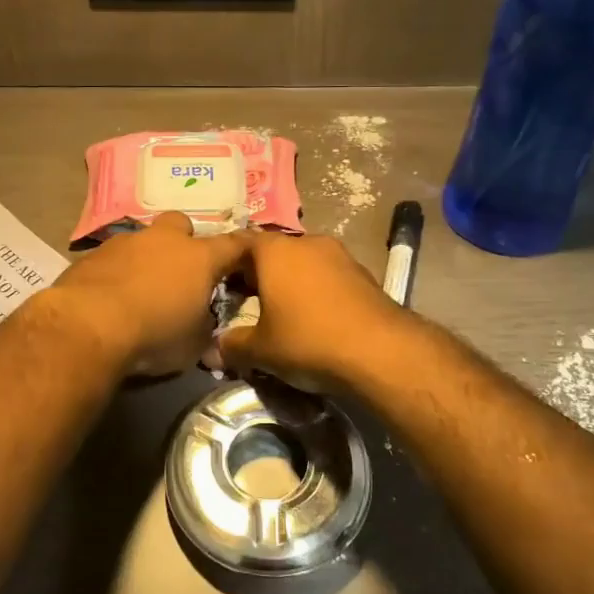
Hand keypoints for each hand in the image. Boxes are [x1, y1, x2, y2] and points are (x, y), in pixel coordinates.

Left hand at [45, 213, 252, 375]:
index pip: (233, 245)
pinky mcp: (92, 254)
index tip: (247, 256)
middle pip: (181, 225)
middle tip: (180, 271)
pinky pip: (112, 257)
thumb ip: (203, 326)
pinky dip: (116, 271)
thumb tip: (202, 323)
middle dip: (183, 242)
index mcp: (199, 258)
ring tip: (139, 289)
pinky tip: (109, 296)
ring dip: (145, 258)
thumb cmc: (154, 335)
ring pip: (143, 240)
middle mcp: (164, 240)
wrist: (89, 326)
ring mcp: (125, 242)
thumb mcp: (193, 344)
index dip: (242, 250)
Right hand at [217, 231, 409, 393]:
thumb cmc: (308, 340)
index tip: (217, 285)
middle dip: (257, 274)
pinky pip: (326, 275)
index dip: (225, 263)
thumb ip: (232, 345)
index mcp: (274, 250)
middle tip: (245, 301)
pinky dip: (315, 290)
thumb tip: (213, 349)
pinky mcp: (362, 272)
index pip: (240, 242)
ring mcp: (338, 254)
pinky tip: (314, 317)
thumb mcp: (261, 350)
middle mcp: (306, 242)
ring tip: (281, 311)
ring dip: (289, 281)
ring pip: (302, 263)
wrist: (381, 351)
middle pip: (272, 252)